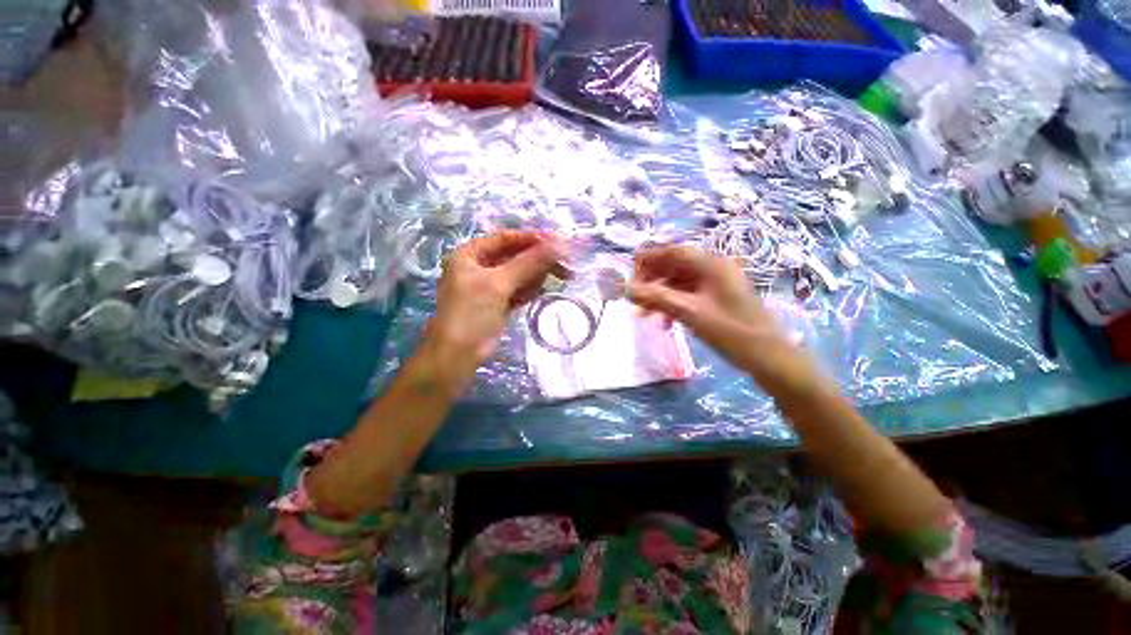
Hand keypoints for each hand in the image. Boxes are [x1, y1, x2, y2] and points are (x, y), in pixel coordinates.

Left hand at [424, 231, 564, 383]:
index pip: (506, 239)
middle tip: (565, 268)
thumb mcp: (499, 283)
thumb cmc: (472, 313)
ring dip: (537, 277)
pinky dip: (530, 290)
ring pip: (520, 274)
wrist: (458, 355)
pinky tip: (541, 293)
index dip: (532, 239)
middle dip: (539, 261)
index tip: (559, 244)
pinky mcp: (499, 303)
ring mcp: (490, 286)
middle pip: (516, 257)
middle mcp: (480, 266)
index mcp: (471, 254)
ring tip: (552, 283)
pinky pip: (519, 290)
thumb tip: (560, 243)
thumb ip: (529, 262)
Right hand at [627, 245, 817, 392]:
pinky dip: (673, 305)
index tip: (630, 268)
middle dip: (653, 280)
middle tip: (635, 295)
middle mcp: (715, 269)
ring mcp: (717, 284)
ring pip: (680, 283)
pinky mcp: (717, 299)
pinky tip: (663, 322)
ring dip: (660, 295)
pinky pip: (688, 295)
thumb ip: (656, 298)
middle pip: (676, 266)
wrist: (767, 356)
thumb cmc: (730, 330)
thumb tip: (626, 288)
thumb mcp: (689, 312)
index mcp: (712, 265)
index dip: (650, 257)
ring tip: (643, 313)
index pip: (675, 251)